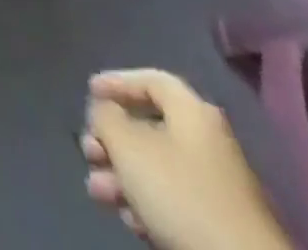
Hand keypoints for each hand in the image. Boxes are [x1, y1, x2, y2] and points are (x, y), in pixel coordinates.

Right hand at [80, 70, 290, 249]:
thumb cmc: (181, 194)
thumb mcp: (128, 145)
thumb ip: (106, 118)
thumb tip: (105, 112)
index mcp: (192, 113)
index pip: (151, 80)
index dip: (117, 82)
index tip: (88, 92)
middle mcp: (207, 142)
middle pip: (149, 128)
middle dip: (112, 140)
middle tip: (88, 151)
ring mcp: (216, 187)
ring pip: (157, 168)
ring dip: (122, 175)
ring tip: (98, 192)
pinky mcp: (219, 226)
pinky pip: (173, 201)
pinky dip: (146, 203)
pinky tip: (130, 220)